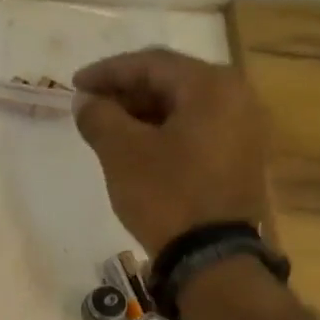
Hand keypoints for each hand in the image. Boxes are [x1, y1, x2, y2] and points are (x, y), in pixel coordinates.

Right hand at [72, 48, 274, 257]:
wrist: (213, 257)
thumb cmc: (167, 195)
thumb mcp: (122, 153)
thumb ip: (100, 117)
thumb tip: (85, 101)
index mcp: (212, 85)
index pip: (152, 63)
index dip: (108, 71)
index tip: (75, 85)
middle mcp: (237, 97)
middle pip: (171, 81)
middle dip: (126, 91)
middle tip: (90, 105)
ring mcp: (244, 128)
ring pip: (184, 107)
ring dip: (143, 113)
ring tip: (108, 127)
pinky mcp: (242, 157)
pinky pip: (197, 129)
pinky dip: (164, 131)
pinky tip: (138, 147)